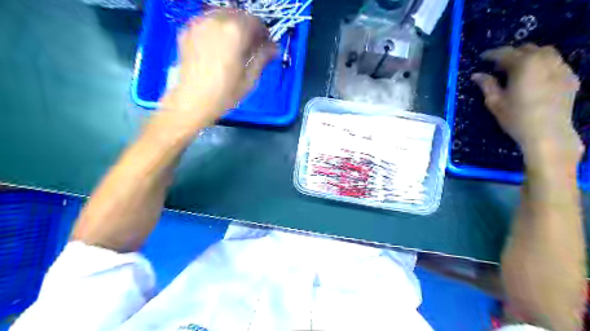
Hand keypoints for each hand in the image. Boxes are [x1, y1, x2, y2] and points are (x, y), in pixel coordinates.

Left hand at [158, 8, 275, 126]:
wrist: (192, 101)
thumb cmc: (225, 92)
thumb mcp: (250, 78)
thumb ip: (263, 57)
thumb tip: (275, 47)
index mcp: (235, 32)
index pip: (255, 21)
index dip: (263, 33)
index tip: (265, 46)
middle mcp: (216, 20)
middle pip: (238, 15)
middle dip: (247, 28)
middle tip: (250, 46)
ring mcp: (198, 24)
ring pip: (221, 16)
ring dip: (231, 26)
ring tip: (233, 46)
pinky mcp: (186, 31)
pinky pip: (206, 22)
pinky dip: (215, 29)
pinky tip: (216, 46)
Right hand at [474, 44, 581, 165]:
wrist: (548, 133)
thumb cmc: (516, 117)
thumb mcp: (495, 102)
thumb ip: (487, 85)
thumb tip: (476, 75)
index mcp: (524, 65)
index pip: (505, 53)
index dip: (491, 54)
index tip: (482, 58)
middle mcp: (545, 60)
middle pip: (526, 49)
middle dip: (511, 54)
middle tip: (498, 66)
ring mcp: (561, 67)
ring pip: (544, 52)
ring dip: (529, 56)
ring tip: (518, 69)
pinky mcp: (570, 77)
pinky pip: (556, 63)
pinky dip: (543, 65)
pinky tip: (535, 77)